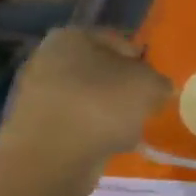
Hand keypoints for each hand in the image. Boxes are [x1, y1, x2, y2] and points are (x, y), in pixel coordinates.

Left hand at [0, 27, 172, 174]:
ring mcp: (37, 95)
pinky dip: (94, 133)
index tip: (157, 85)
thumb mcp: (149, 85)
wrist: (50, 159)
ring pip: (90, 99)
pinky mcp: (35, 128)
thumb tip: (160, 89)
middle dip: (125, 89)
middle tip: (148, 107)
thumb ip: (160, 81)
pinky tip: (111, 145)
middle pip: (102, 71)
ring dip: (111, 112)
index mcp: (71, 37)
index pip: (120, 42)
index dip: (144, 62)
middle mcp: (47, 59)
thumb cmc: (101, 106)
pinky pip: (77, 124)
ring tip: (132, 130)